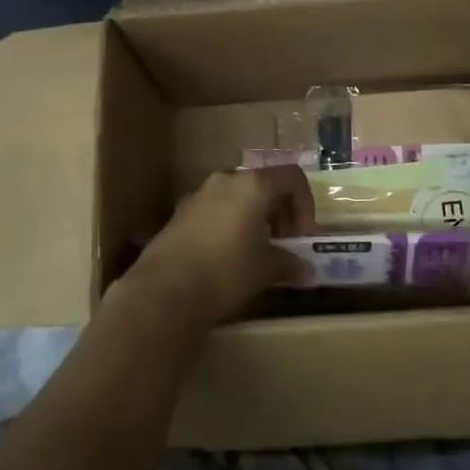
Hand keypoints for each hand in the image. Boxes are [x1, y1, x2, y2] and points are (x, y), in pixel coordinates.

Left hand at [126, 166, 315, 326]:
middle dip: (280, 213)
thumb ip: (289, 263)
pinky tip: (226, 258)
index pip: (292, 178)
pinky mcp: (179, 214)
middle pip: (264, 185)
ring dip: (254, 220)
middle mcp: (225, 180)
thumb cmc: (226, 271)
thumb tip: (306, 270)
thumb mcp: (266, 269)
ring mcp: (198, 195)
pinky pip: (215, 211)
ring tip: (256, 254)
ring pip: (238, 198)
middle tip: (283, 245)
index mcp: (253, 185)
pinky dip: (229, 226)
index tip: (302, 237)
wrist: (164, 291)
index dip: (305, 205)